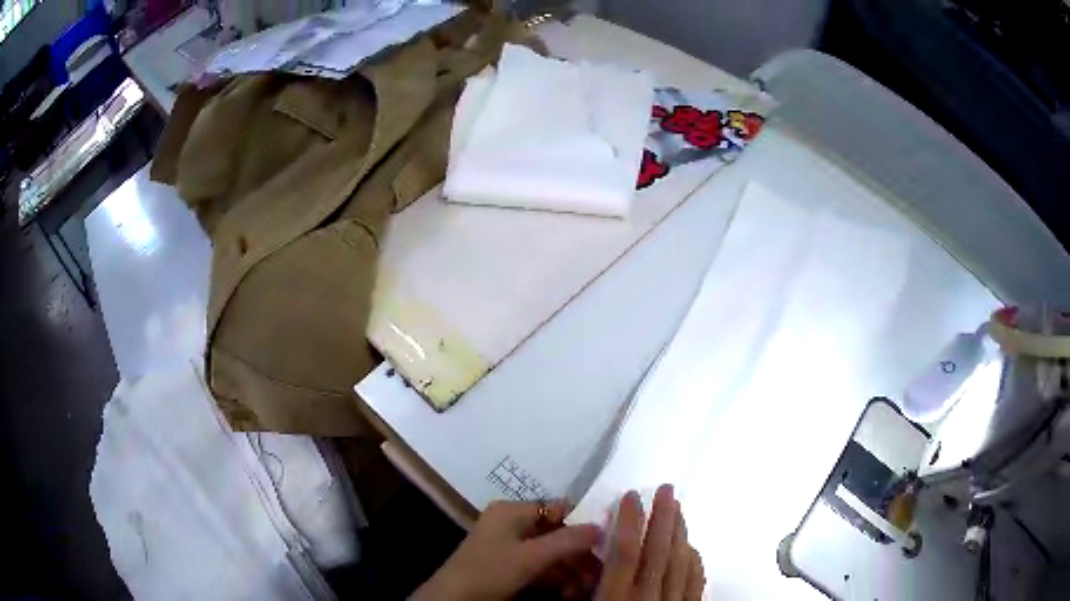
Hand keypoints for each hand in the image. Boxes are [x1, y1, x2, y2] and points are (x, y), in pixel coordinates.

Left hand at [414, 500, 600, 600]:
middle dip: (579, 553)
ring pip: (550, 554)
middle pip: (556, 533)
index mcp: (511, 511)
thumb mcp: (531, 556)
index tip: (608, 539)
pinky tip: (571, 592)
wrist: (453, 600)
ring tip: (588, 586)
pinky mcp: (507, 569)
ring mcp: (508, 548)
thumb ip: (568, 540)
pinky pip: (539, 568)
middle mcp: (510, 525)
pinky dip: (557, 579)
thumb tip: (603, 525)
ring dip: (571, 570)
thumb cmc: (490, 570)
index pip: (557, 508)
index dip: (583, 522)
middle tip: (600, 570)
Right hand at [596, 485, 704, 599]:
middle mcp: (647, 597)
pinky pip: (696, 583)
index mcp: (616, 597)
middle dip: (663, 517)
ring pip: (680, 563)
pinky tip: (692, 550)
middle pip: (659, 551)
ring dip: (680, 534)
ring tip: (678, 511)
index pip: (625, 552)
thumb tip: (583, 568)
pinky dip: (694, 562)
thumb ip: (585, 592)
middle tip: (666, 490)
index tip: (631, 496)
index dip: (629, 522)